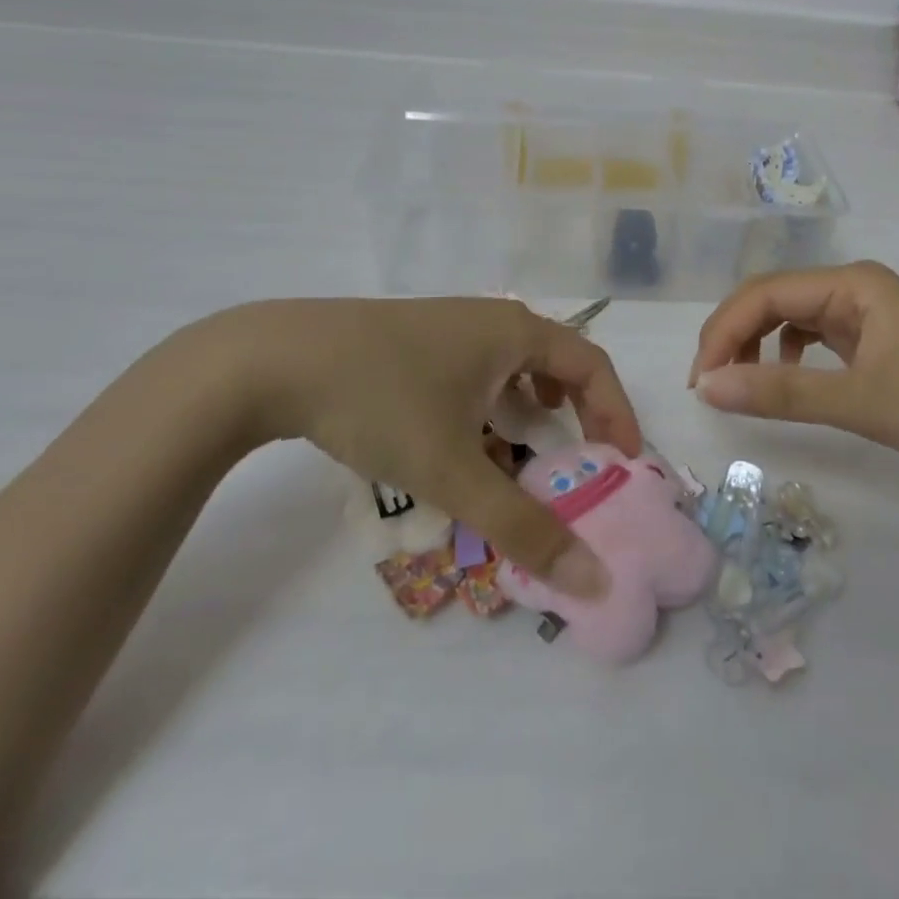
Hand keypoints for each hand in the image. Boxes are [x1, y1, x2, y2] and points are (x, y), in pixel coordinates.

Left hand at [182, 298, 641, 595]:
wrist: (273, 359)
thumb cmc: (381, 400)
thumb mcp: (454, 469)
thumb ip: (522, 525)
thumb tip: (593, 579)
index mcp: (515, 332)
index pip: (593, 366)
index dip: (617, 413)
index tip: (624, 464)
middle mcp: (491, 318)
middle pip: (558, 361)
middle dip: (579, 412)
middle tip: (583, 461)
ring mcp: (450, 324)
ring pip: (514, 364)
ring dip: (534, 406)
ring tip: (532, 446)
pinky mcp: (415, 339)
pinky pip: (477, 368)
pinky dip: (493, 401)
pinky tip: (467, 433)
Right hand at [687, 261, 898, 488]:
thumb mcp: (861, 401)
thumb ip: (781, 393)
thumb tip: (706, 388)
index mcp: (852, 283)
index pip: (765, 294)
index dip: (723, 331)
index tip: (700, 381)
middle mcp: (855, 289)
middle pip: (774, 300)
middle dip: (735, 337)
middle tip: (710, 386)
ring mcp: (868, 316)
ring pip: (792, 319)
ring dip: (758, 346)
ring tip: (740, 385)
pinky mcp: (877, 344)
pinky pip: (815, 339)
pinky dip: (789, 357)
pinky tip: (789, 381)